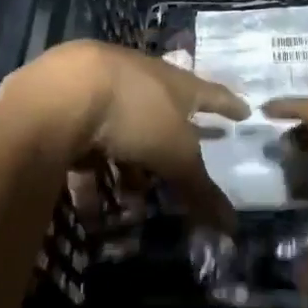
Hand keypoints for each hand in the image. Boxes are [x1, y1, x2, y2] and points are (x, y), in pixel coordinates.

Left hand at [0, 42, 248, 229]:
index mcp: (174, 82)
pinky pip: (86, 147)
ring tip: (129, 204)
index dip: (228, 105)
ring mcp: (101, 90)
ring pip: (121, 134)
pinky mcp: (66, 107)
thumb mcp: (175, 154)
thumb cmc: (135, 112)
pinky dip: (92, 176)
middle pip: (161, 117)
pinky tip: (89, 207)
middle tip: (172, 178)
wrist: (62, 91)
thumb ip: (199, 189)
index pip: (210, 93)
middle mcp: (140, 80)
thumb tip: (233, 227)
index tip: (245, 111)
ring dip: (127, 169)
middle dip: (166, 152)